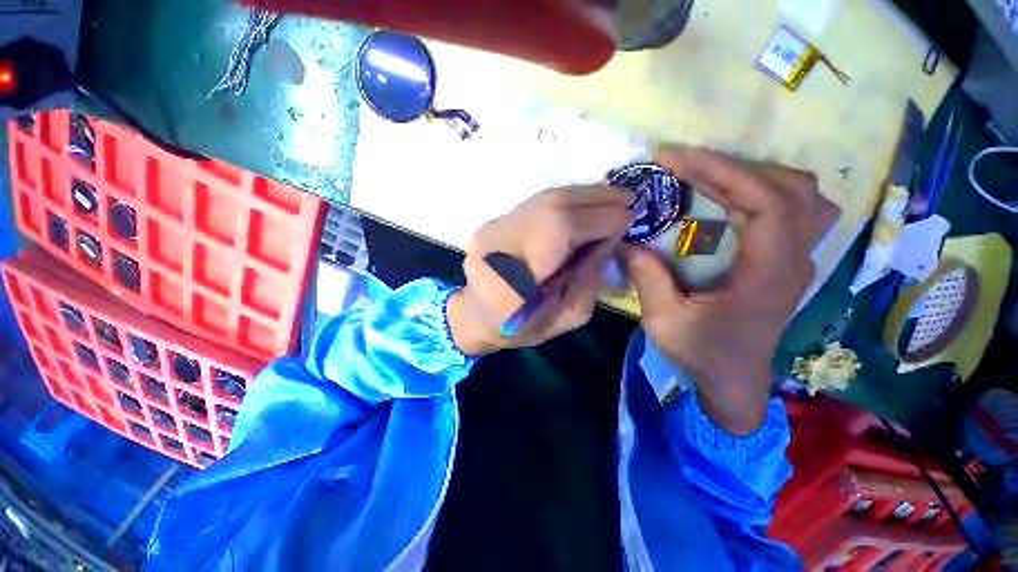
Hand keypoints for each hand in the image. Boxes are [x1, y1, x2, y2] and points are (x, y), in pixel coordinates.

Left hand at [448, 186, 634, 355]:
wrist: (476, 316)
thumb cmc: (521, 327)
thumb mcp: (567, 316)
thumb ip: (589, 277)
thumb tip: (610, 237)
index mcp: (514, 277)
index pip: (561, 230)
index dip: (600, 219)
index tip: (631, 218)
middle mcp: (498, 241)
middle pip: (552, 204)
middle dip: (596, 198)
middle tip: (628, 198)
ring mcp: (492, 227)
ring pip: (544, 198)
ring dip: (583, 195)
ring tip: (611, 198)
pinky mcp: (494, 221)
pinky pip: (536, 203)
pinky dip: (565, 201)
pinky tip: (584, 205)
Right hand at [618, 146, 832, 434]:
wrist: (734, 381)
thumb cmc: (702, 354)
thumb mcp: (664, 320)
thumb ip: (646, 277)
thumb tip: (624, 240)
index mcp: (768, 274)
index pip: (764, 201)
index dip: (720, 170)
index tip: (674, 157)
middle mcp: (795, 260)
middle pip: (788, 187)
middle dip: (731, 165)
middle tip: (683, 163)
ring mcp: (798, 259)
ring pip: (801, 193)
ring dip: (755, 173)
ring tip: (708, 173)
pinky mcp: (789, 261)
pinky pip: (795, 208)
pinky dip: (765, 189)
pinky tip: (734, 194)